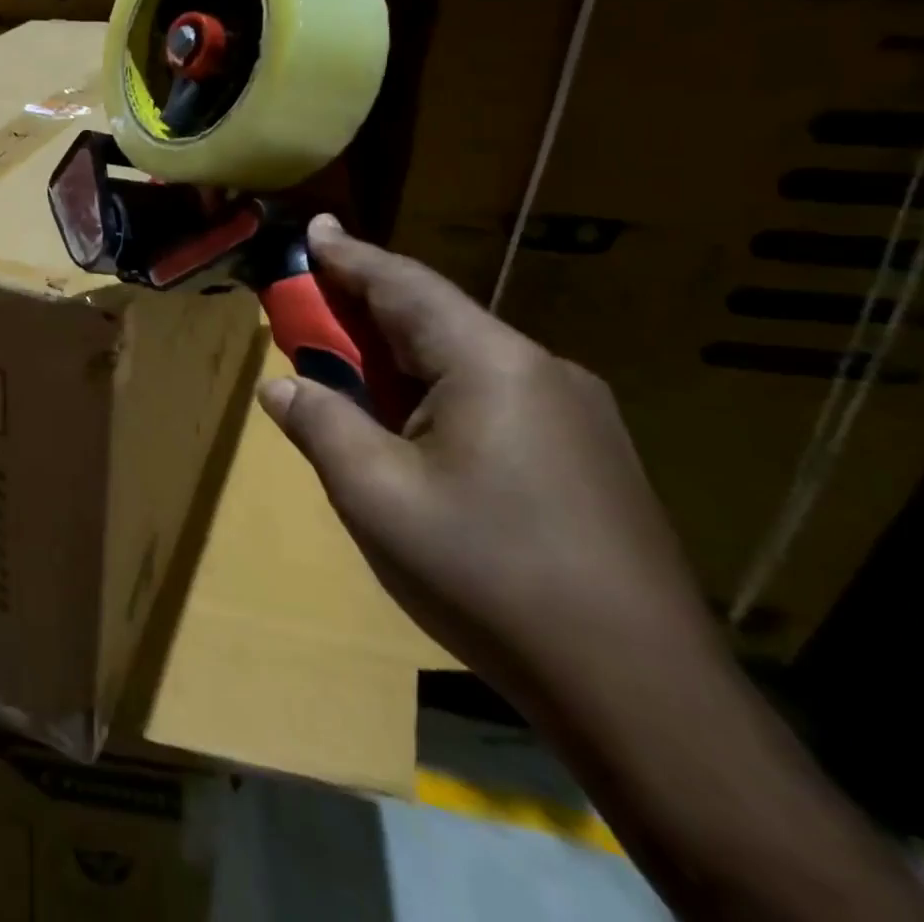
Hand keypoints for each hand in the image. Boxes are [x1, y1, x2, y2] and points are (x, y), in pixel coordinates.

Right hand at [258, 216, 717, 708]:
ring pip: (466, 359)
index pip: (404, 285)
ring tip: (355, 375)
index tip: (314, 227)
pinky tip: (419, 432)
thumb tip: (280, 386)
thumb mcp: (376, 495)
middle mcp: (542, 369)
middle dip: (366, 310)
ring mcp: (577, 413)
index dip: (349, 255)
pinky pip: (495, 395)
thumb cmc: (489, 575)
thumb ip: (321, 424)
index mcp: (490, 363)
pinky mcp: (590, 455)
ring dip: (401, 357)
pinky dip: (438, 391)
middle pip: (435, 318)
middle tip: (313, 309)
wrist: (642, 695)